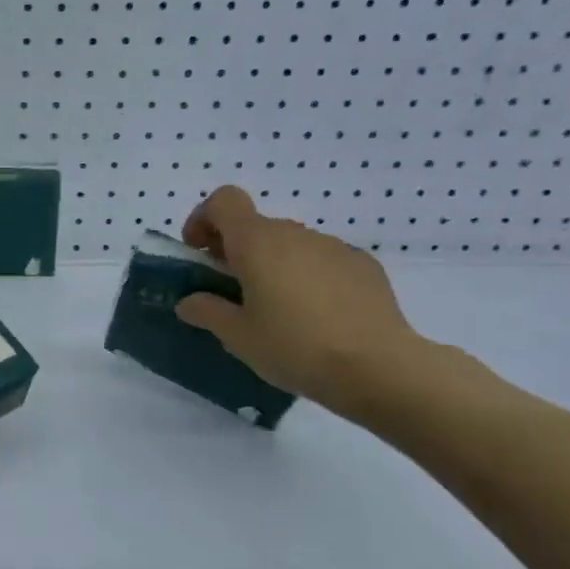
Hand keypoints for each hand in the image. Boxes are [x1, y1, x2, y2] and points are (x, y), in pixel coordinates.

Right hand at [175, 187, 423, 416]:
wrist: (380, 368)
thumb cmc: (295, 347)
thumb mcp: (238, 337)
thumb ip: (207, 311)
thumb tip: (189, 301)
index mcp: (257, 243)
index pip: (224, 201)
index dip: (204, 218)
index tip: (200, 253)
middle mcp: (295, 234)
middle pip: (255, 226)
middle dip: (236, 251)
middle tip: (232, 292)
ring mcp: (334, 247)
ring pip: (290, 244)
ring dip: (273, 265)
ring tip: (277, 310)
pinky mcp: (364, 266)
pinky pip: (322, 261)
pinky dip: (308, 277)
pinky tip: (317, 317)